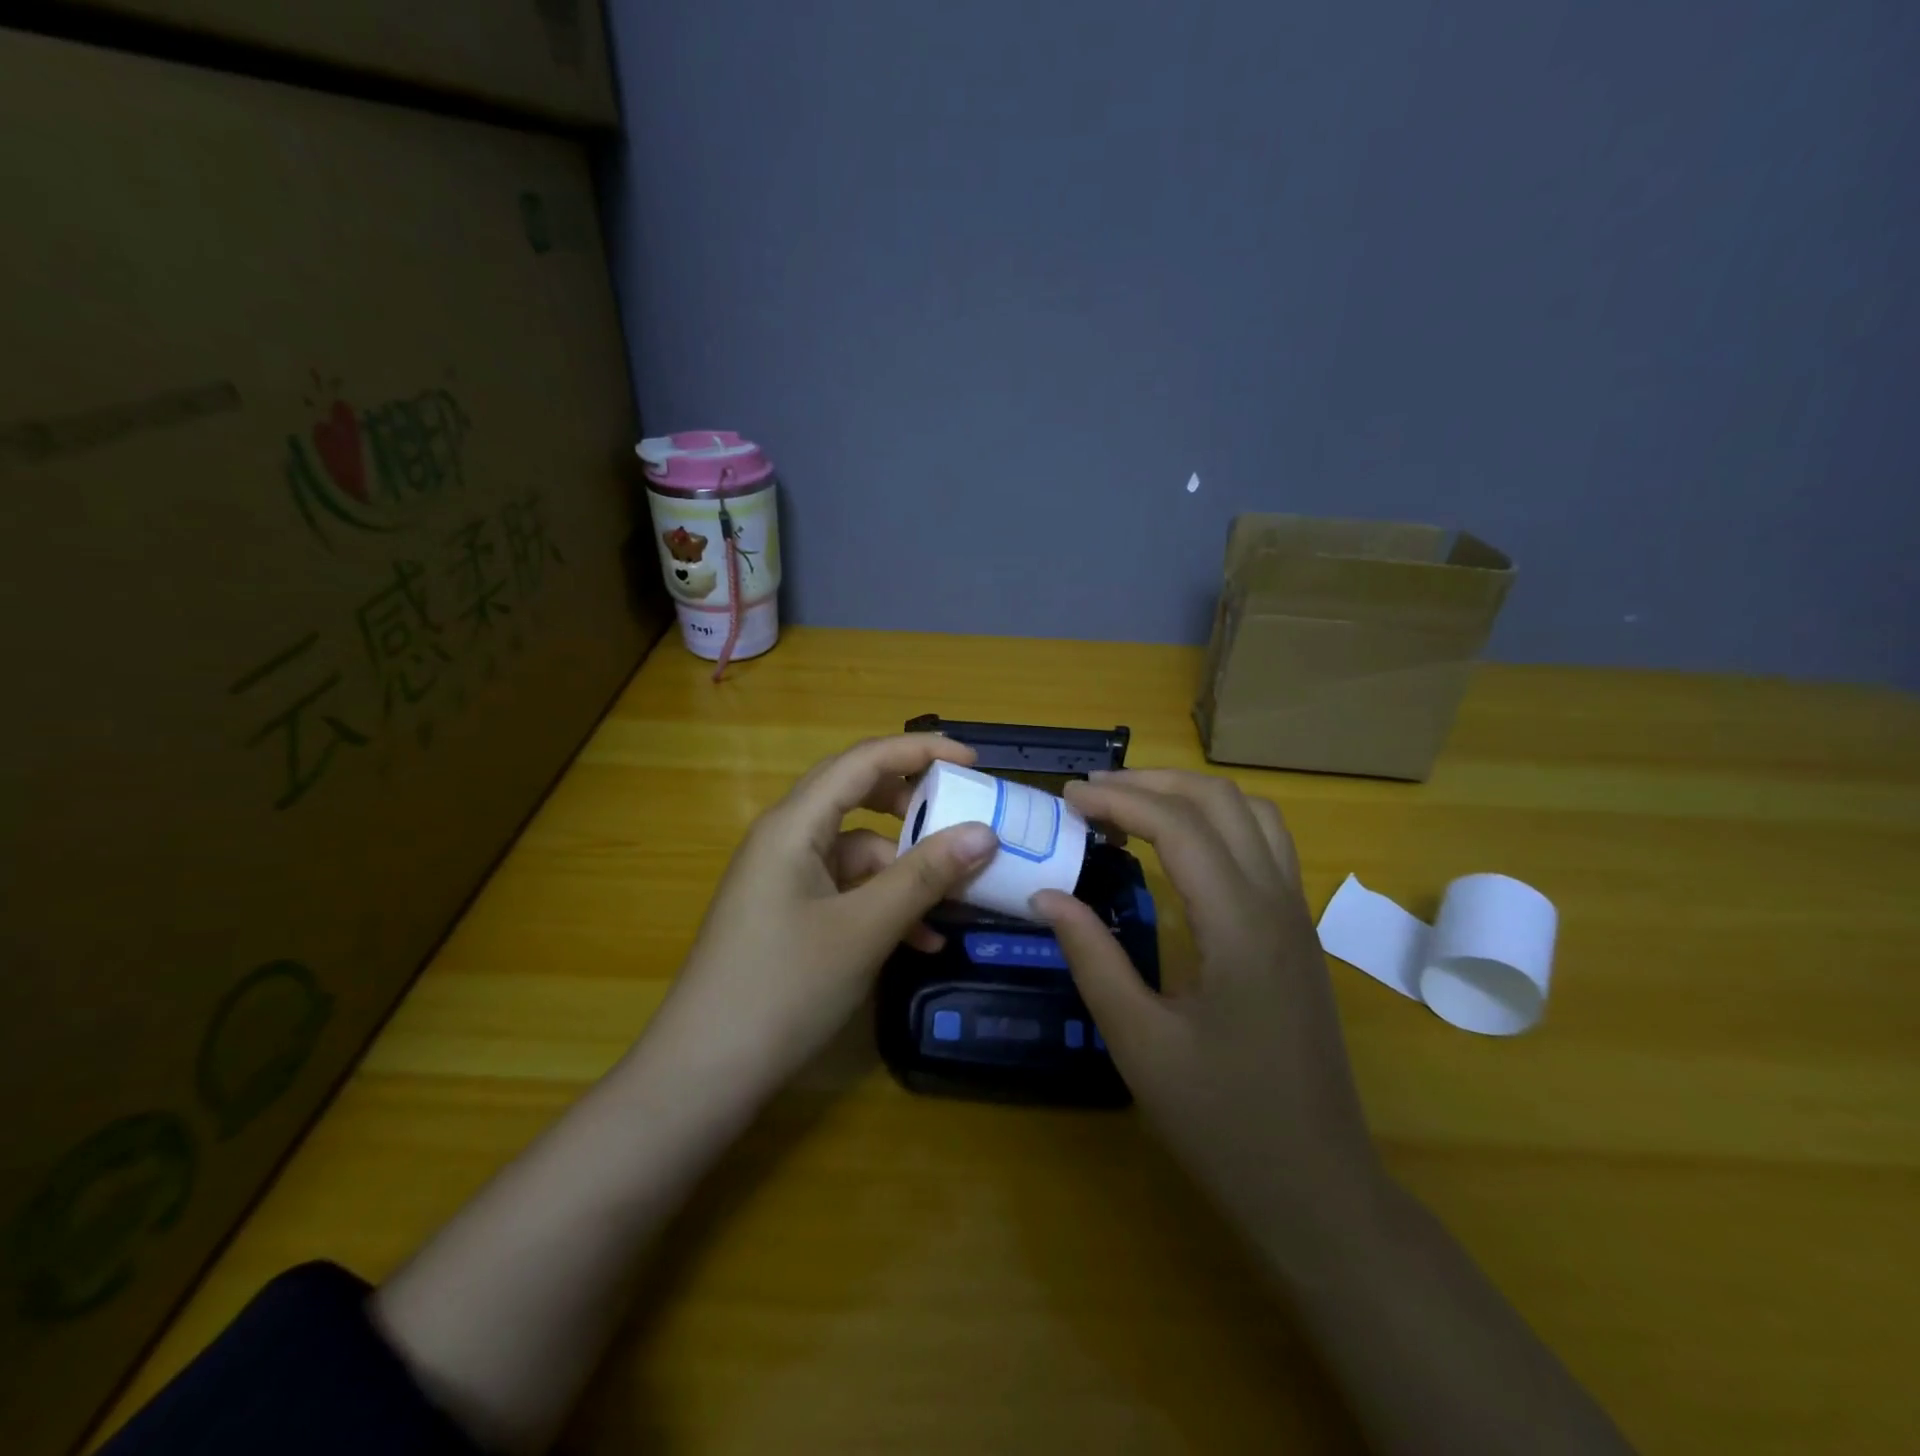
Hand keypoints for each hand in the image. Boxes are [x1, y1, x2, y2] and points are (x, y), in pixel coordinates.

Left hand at [644, 734, 999, 1093]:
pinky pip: (846, 889)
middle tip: (963, 814)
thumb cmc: (783, 988)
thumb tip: (985, 833)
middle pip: (858, 796)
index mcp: (794, 824)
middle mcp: (786, 838)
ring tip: (957, 897)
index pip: (864, 760)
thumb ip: (925, 876)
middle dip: (914, 803)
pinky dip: (884, 903)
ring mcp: (784, 878)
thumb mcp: (865, 929)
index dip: (920, 751)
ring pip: (857, 850)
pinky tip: (921, 941)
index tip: (974, 761)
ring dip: (906, 868)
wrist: (703, 1074)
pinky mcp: (787, 913)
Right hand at [1031, 770, 1380, 1244]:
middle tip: (1092, 793)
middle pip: (1221, 801)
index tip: (1067, 797)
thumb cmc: (1222, 1121)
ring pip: (1253, 813)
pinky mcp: (1299, 933)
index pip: (1179, 826)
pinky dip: (1219, 820)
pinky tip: (1182, 846)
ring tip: (1133, 805)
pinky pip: (1267, 844)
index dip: (1119, 800)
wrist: (1318, 1187)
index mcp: (1239, 927)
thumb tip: (1047, 894)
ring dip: (1191, 794)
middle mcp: (1277, 904)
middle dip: (1152, 782)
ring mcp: (1297, 916)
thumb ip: (1092, 958)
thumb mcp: (1138, 1042)